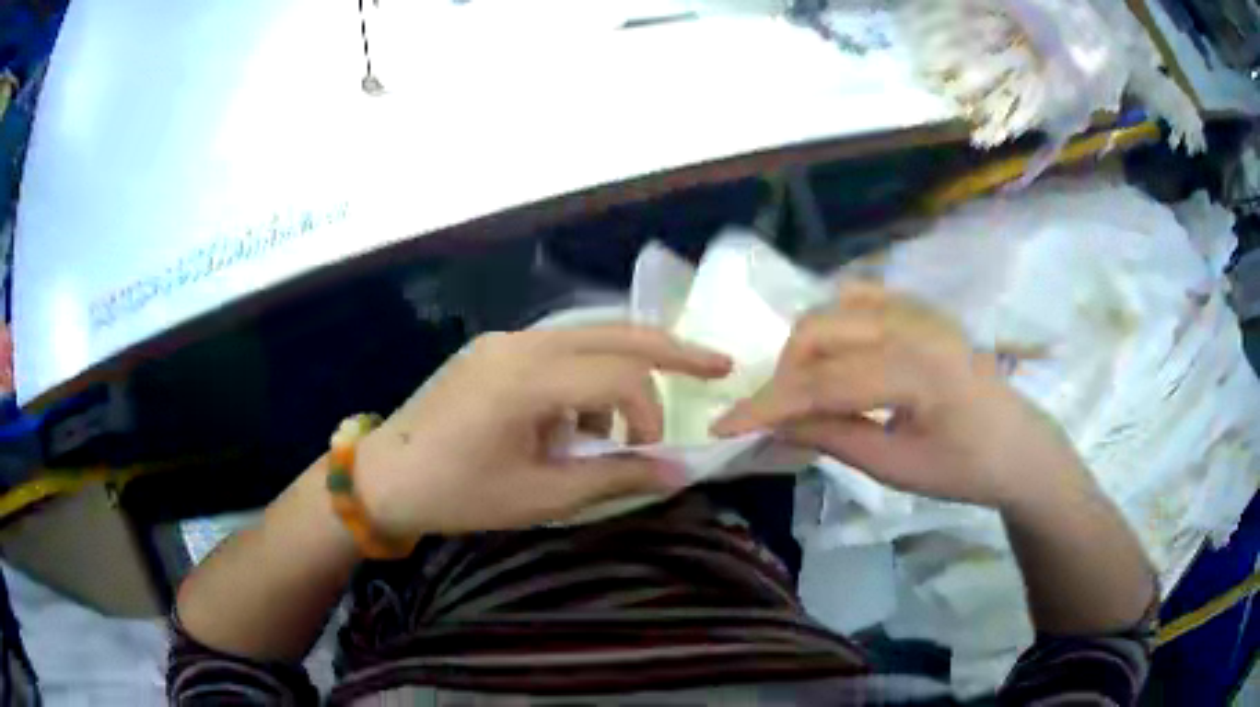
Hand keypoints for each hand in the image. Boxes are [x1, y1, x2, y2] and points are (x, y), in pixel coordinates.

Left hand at [354, 325, 731, 539]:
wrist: (386, 478)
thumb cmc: (458, 494)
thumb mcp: (540, 496)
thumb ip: (614, 478)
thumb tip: (679, 472)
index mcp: (527, 378)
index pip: (621, 375)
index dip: (650, 416)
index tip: (648, 457)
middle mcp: (520, 343)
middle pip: (615, 332)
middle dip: (671, 350)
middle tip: (717, 364)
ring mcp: (504, 341)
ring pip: (588, 337)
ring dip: (620, 374)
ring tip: (613, 432)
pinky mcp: (493, 350)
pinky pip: (557, 350)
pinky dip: (583, 378)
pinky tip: (570, 422)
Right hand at [712, 283, 1089, 509]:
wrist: (1019, 446)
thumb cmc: (966, 468)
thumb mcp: (899, 468)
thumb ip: (835, 438)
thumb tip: (776, 423)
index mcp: (918, 370)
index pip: (824, 381)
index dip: (769, 404)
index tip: (724, 424)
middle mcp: (915, 324)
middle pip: (821, 329)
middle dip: (786, 372)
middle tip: (779, 415)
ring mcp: (919, 309)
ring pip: (835, 308)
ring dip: (807, 347)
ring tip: (808, 390)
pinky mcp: (921, 309)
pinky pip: (861, 299)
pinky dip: (834, 325)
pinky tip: (837, 357)